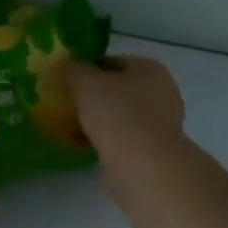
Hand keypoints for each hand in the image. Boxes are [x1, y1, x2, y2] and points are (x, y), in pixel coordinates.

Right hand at [67, 56, 185, 162]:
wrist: (142, 165)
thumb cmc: (116, 113)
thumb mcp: (85, 81)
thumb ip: (73, 69)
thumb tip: (68, 65)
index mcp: (149, 68)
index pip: (111, 61)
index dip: (86, 68)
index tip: (65, 81)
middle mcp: (161, 92)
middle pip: (117, 89)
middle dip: (92, 96)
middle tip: (66, 103)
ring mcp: (160, 123)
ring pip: (119, 115)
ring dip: (98, 120)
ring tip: (70, 126)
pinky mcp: (154, 150)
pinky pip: (122, 138)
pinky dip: (104, 140)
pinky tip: (84, 145)